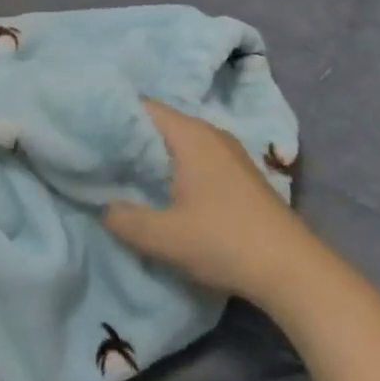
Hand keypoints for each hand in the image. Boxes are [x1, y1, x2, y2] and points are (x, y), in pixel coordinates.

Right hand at [103, 100, 302, 296]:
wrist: (295, 272)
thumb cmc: (225, 242)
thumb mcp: (165, 237)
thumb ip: (125, 220)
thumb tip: (104, 207)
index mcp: (190, 135)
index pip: (140, 107)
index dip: (110, 116)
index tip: (84, 131)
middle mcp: (209, 133)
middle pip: (158, 122)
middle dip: (127, 137)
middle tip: (95, 154)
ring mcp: (228, 152)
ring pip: (176, 141)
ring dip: (150, 154)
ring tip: (120, 172)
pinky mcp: (238, 174)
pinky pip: (193, 155)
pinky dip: (171, 165)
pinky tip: (159, 189)